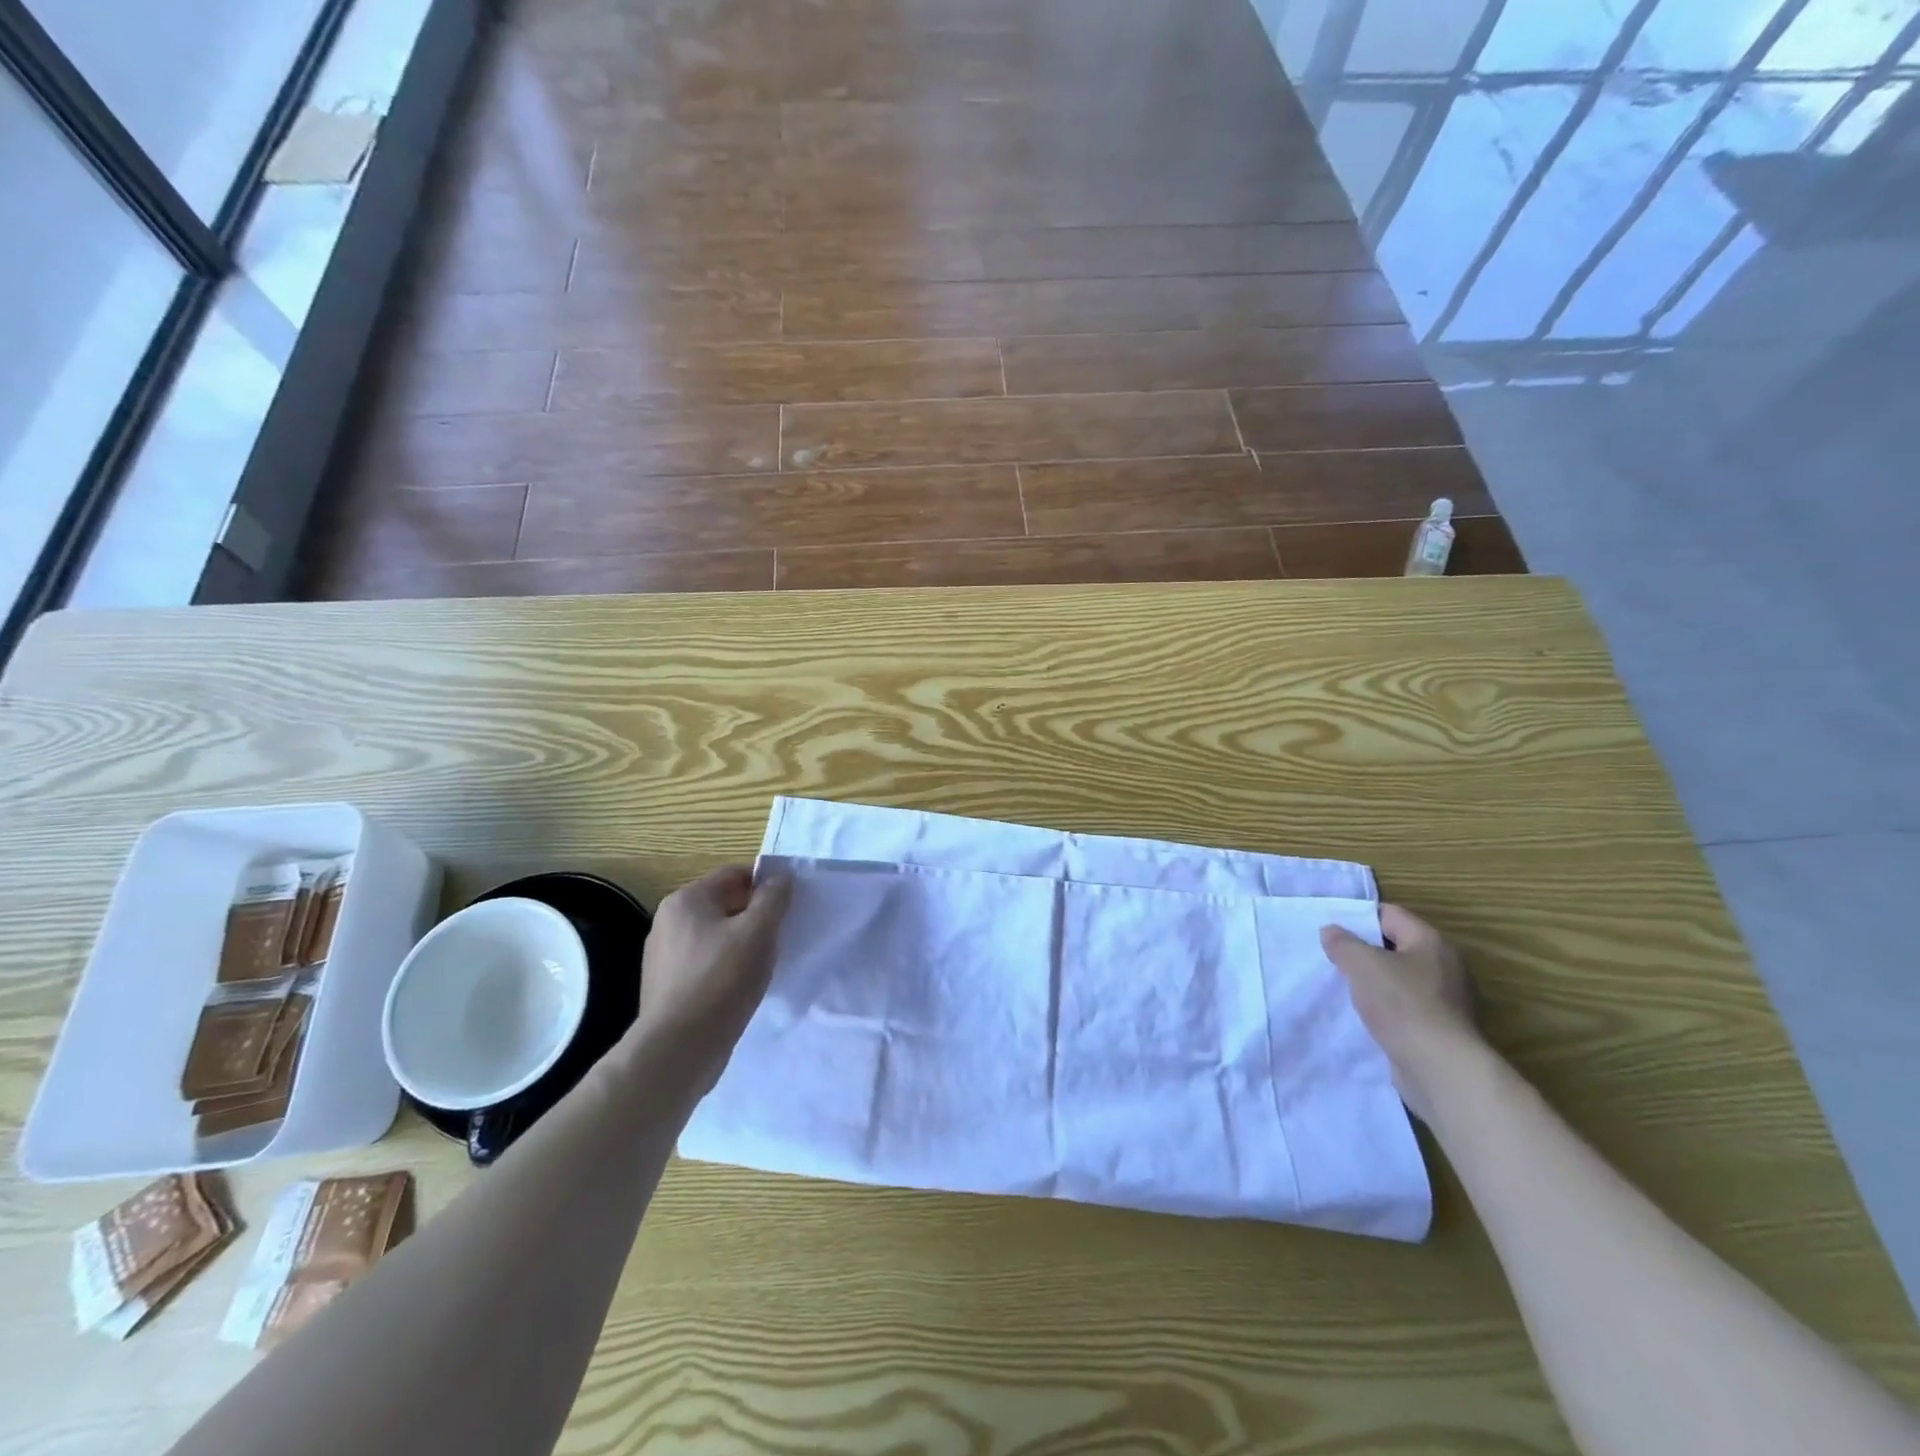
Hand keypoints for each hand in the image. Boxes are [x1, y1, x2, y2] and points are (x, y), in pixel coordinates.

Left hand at [631, 865, 791, 1083]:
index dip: (765, 885)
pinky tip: (741, 987)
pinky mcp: (666, 986)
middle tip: (780, 936)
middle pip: (724, 904)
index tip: (788, 906)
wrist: (678, 1049)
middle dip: (754, 916)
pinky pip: (705, 963)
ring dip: (741, 943)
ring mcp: (663, 956)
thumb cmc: (721, 980)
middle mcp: (668, 921)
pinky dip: (725, 967)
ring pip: (715, 936)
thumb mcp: (759, 932)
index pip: (734, 875)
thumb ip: (773, 898)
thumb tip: (780, 877)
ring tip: (763, 965)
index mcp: (686, 900)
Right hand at [1321, 905, 1479, 1122]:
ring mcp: (1445, 999)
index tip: (1331, 929)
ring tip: (1342, 986)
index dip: (1358, 917)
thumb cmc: (1401, 1004)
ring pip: (1399, 978)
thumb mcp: (1361, 964)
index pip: (1390, 914)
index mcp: (1430, 942)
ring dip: (1372, 981)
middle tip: (1332, 957)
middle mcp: (1443, 965)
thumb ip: (1342, 943)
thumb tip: (1331, 931)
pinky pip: (1404, 1006)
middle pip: (1395, 946)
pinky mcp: (1440, 1028)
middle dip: (1364, 951)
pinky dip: (1384, 1007)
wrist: (1439, 1068)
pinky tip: (1363, 1015)